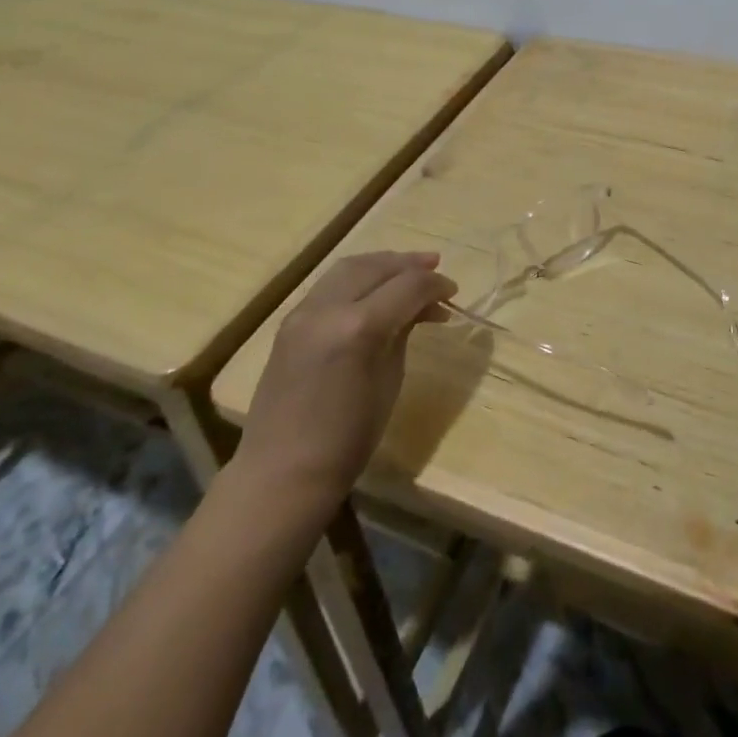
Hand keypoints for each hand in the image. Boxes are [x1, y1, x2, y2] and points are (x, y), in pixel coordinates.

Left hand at [238, 251, 455, 502]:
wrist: (283, 472)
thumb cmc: (348, 439)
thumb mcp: (389, 381)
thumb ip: (402, 333)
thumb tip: (420, 308)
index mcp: (358, 327)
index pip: (407, 286)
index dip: (434, 284)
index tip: (453, 293)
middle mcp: (327, 308)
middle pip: (376, 267)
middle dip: (409, 264)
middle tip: (436, 267)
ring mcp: (303, 312)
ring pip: (349, 267)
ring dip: (382, 264)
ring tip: (409, 268)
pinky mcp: (289, 321)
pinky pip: (330, 284)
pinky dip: (358, 278)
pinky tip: (375, 288)